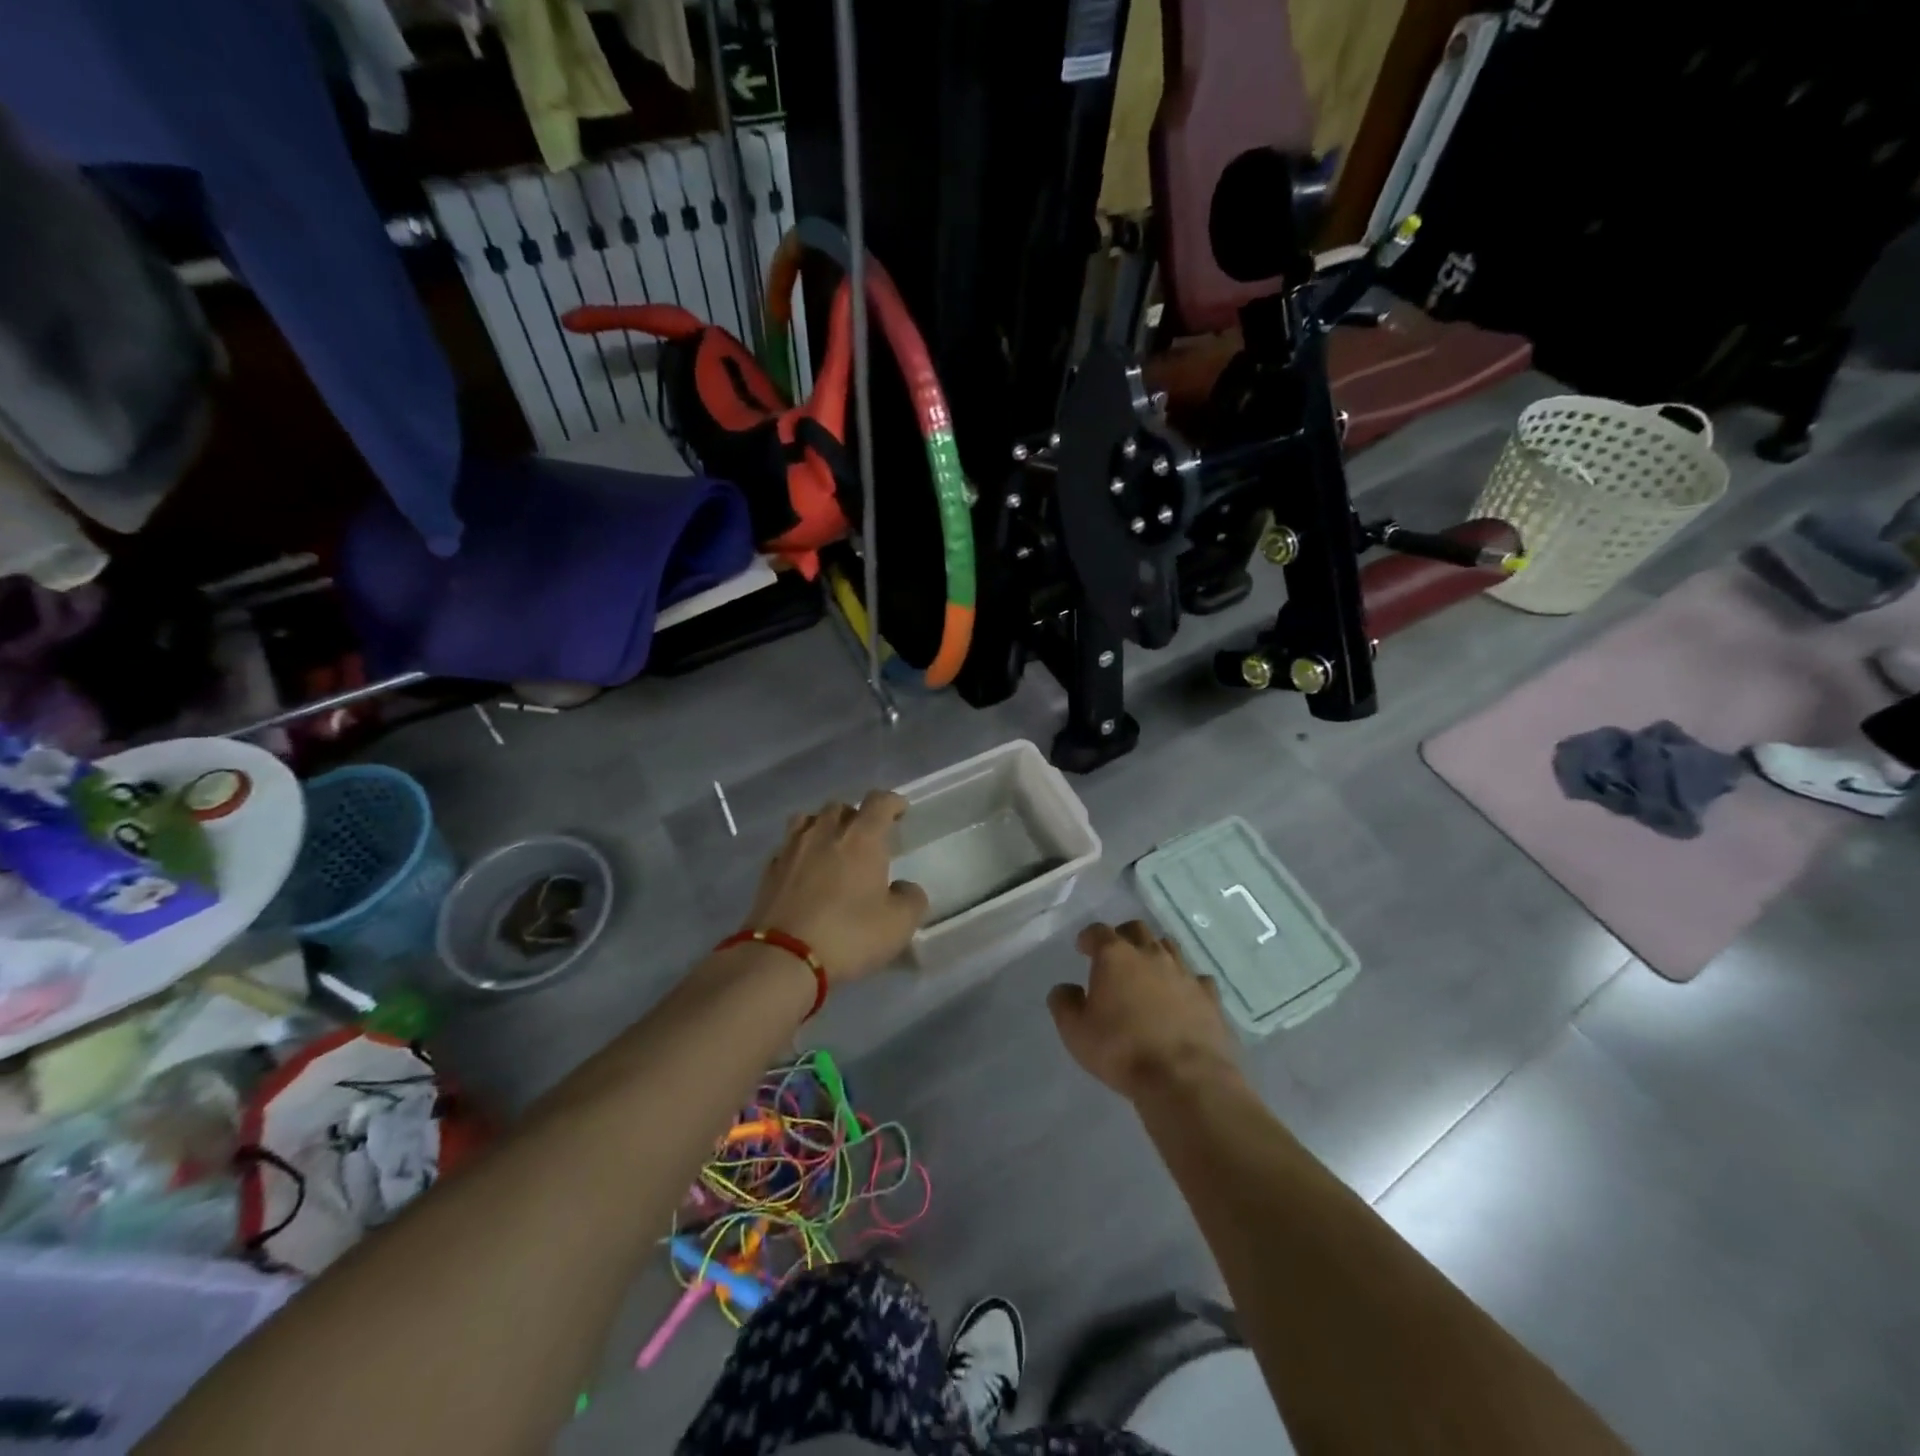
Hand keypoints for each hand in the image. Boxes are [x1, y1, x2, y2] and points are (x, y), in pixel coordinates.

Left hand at [741, 791, 929, 982]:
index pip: (879, 802)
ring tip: (830, 845)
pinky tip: (804, 870)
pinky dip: (799, 851)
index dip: (892, 802)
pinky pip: (787, 847)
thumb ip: (911, 899)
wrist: (782, 958)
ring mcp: (791, 849)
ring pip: (807, 820)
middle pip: (840, 807)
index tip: (900, 810)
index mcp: (861, 838)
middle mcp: (825, 833)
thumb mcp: (898, 924)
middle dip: (856, 816)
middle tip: (866, 837)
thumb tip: (904, 888)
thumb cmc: (848, 935)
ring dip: (822, 826)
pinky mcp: (768, 871)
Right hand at [1049, 921, 1240, 1099]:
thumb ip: (1064, 1004)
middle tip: (1115, 954)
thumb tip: (1066, 988)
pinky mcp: (1210, 996)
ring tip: (1148, 972)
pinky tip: (1182, 996)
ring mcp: (1185, 973)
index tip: (1083, 947)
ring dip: (1155, 953)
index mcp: (1115, 956)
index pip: (1098, 932)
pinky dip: (1186, 982)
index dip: (1088, 937)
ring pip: (1169, 947)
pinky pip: (1197, 978)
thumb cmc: (1122, 1051)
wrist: (1185, 1079)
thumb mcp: (1075, 1032)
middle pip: (1137, 930)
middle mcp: (1151, 954)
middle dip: (1123, 936)